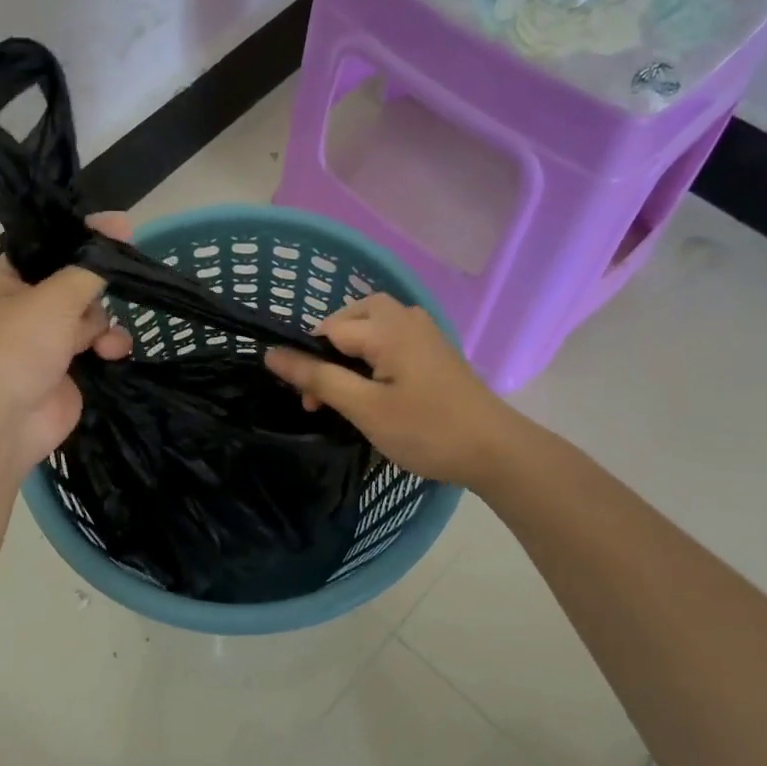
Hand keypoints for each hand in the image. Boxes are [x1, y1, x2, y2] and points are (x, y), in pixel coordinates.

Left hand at [0, 212, 133, 472]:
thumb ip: (90, 266)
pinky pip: (97, 346)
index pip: (47, 248)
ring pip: (90, 316)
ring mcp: (46, 341)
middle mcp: (24, 308)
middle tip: (118, 279)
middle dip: (95, 288)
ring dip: (103, 324)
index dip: (82, 236)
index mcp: (5, 282)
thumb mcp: (54, 297)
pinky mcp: (68, 370)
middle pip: (74, 282)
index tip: (121, 228)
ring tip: (103, 341)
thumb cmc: (18, 347)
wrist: (4, 422)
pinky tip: (112, 354)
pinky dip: (108, 348)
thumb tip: (118, 227)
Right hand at [264, 293, 509, 485]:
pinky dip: (375, 352)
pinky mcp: (436, 351)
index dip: (310, 361)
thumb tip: (271, 354)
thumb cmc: (426, 430)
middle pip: (354, 315)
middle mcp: (407, 319)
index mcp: (387, 328)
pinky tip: (377, 383)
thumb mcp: (364, 408)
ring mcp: (426, 333)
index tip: (310, 402)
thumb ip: (318, 377)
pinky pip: (394, 336)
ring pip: (375, 323)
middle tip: (325, 385)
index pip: (329, 330)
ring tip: (347, 383)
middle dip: (331, 344)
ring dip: (353, 347)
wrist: (495, 450)